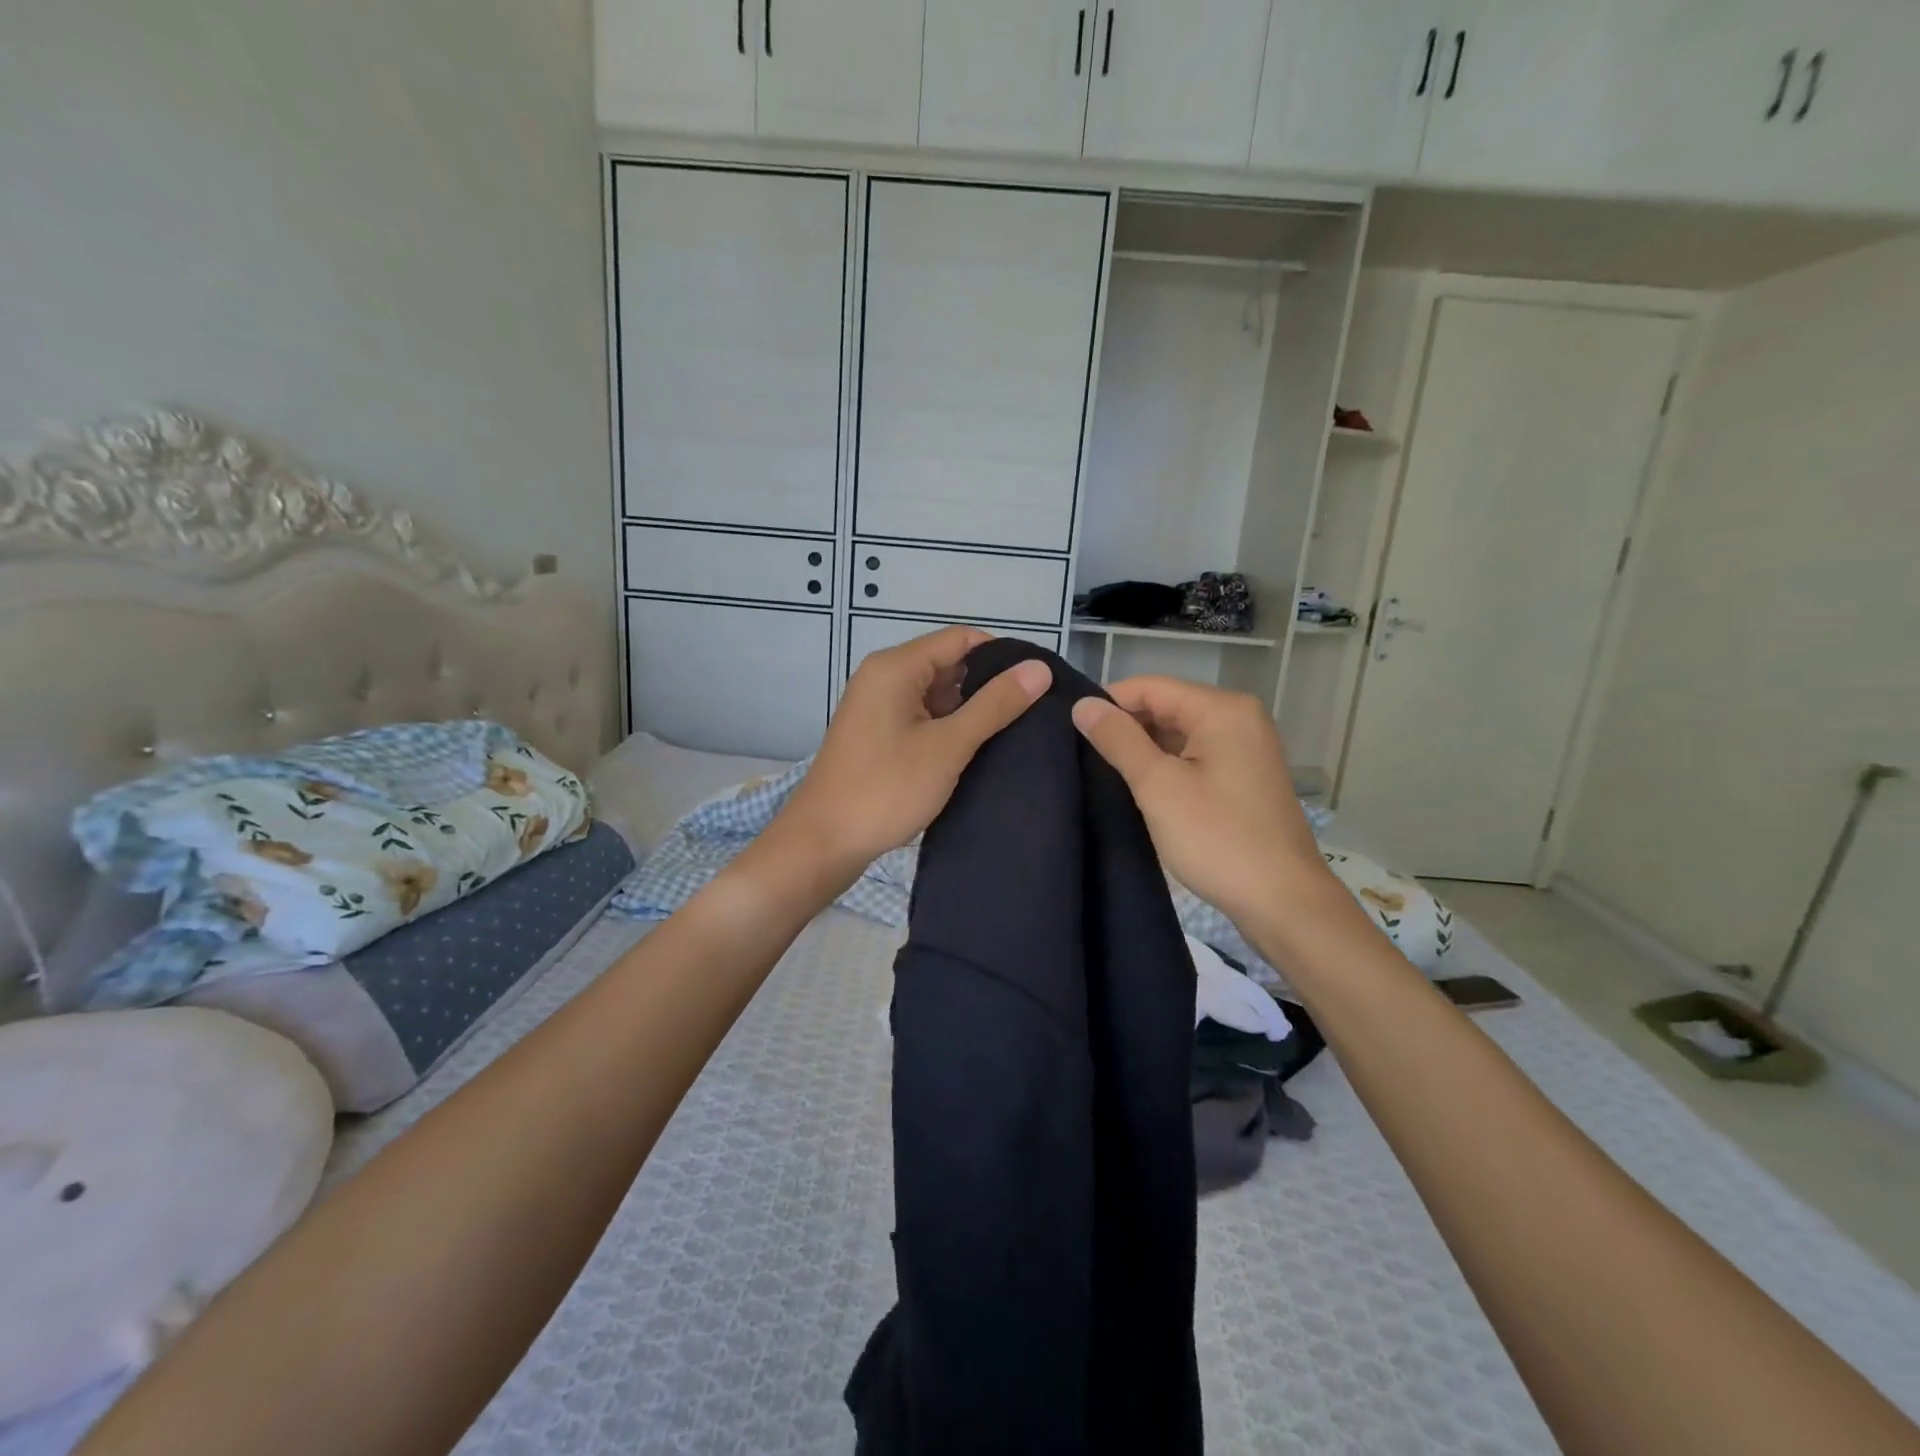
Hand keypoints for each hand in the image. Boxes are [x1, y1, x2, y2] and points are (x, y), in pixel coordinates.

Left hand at [774, 627, 1050, 886]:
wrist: (823, 842)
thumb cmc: (886, 788)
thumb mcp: (948, 746)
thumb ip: (995, 705)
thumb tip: (1039, 669)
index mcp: (896, 667)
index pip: (961, 639)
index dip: (1001, 656)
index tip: (1037, 682)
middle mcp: (883, 677)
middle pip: (947, 664)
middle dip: (987, 684)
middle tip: (1033, 711)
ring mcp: (877, 707)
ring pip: (935, 694)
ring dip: (969, 709)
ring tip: (1013, 730)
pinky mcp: (877, 735)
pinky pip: (921, 717)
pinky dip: (947, 727)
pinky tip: (976, 749)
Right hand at [1071, 676, 1330, 924]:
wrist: (1282, 901)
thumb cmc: (1217, 838)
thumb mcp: (1158, 786)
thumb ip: (1118, 740)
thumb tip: (1082, 705)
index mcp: (1222, 710)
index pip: (1150, 687)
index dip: (1108, 704)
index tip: (1070, 730)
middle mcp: (1239, 718)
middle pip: (1166, 707)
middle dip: (1125, 727)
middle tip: (1080, 754)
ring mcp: (1245, 748)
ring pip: (1178, 734)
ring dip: (1142, 750)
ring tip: (1100, 771)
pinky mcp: (1243, 777)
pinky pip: (1194, 756)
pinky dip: (1165, 767)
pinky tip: (1137, 788)